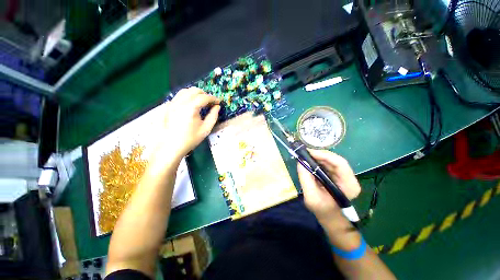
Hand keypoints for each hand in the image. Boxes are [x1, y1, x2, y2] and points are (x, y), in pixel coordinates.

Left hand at [159, 87, 219, 158]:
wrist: (172, 146)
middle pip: (194, 90)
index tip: (218, 102)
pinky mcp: (168, 106)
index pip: (204, 97)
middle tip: (210, 102)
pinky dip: (187, 96)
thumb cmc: (191, 138)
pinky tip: (191, 103)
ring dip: (195, 93)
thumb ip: (213, 116)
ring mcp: (173, 103)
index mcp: (191, 108)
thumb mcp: (206, 129)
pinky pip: (178, 96)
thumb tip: (217, 107)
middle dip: (204, 94)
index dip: (213, 98)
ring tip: (201, 101)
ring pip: (185, 91)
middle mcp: (181, 102)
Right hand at [297, 149, 360, 222]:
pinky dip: (318, 162)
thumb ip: (306, 178)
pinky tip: (310, 162)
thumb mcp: (311, 197)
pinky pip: (328, 165)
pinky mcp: (337, 176)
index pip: (340, 163)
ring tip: (305, 157)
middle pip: (335, 160)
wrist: (329, 217)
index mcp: (349, 185)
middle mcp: (349, 178)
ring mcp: (344, 176)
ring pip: (331, 161)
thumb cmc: (322, 210)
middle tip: (305, 153)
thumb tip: (300, 161)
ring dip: (318, 158)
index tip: (309, 152)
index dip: (325, 155)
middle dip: (319, 155)